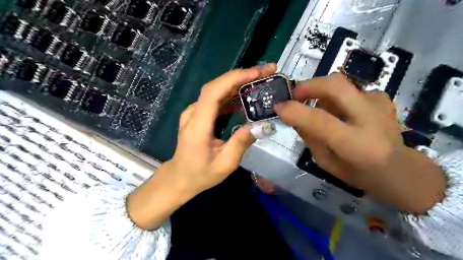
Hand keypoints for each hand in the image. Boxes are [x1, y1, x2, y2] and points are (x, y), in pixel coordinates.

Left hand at [126, 65, 275, 228]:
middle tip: (266, 72)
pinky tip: (246, 97)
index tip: (257, 73)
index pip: (213, 92)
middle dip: (241, 76)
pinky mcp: (198, 114)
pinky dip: (232, 94)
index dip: (234, 79)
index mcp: (198, 125)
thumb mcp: (224, 164)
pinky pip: (216, 99)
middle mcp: (193, 113)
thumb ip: (241, 143)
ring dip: (239, 83)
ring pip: (217, 90)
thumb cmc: (200, 174)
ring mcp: (194, 112)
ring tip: (260, 81)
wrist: (180, 177)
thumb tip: (261, 126)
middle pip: (216, 86)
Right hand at [274, 73, 443, 213]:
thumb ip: (310, 138)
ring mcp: (379, 105)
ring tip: (320, 109)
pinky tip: (341, 110)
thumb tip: (294, 115)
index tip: (279, 107)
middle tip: (296, 95)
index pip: (320, 121)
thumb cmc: (358, 173)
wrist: (400, 170)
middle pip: (335, 85)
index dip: (295, 111)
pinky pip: (350, 90)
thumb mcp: (326, 162)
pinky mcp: (382, 99)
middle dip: (309, 86)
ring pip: (341, 83)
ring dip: (322, 93)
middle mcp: (370, 119)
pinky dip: (338, 97)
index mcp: (355, 145)